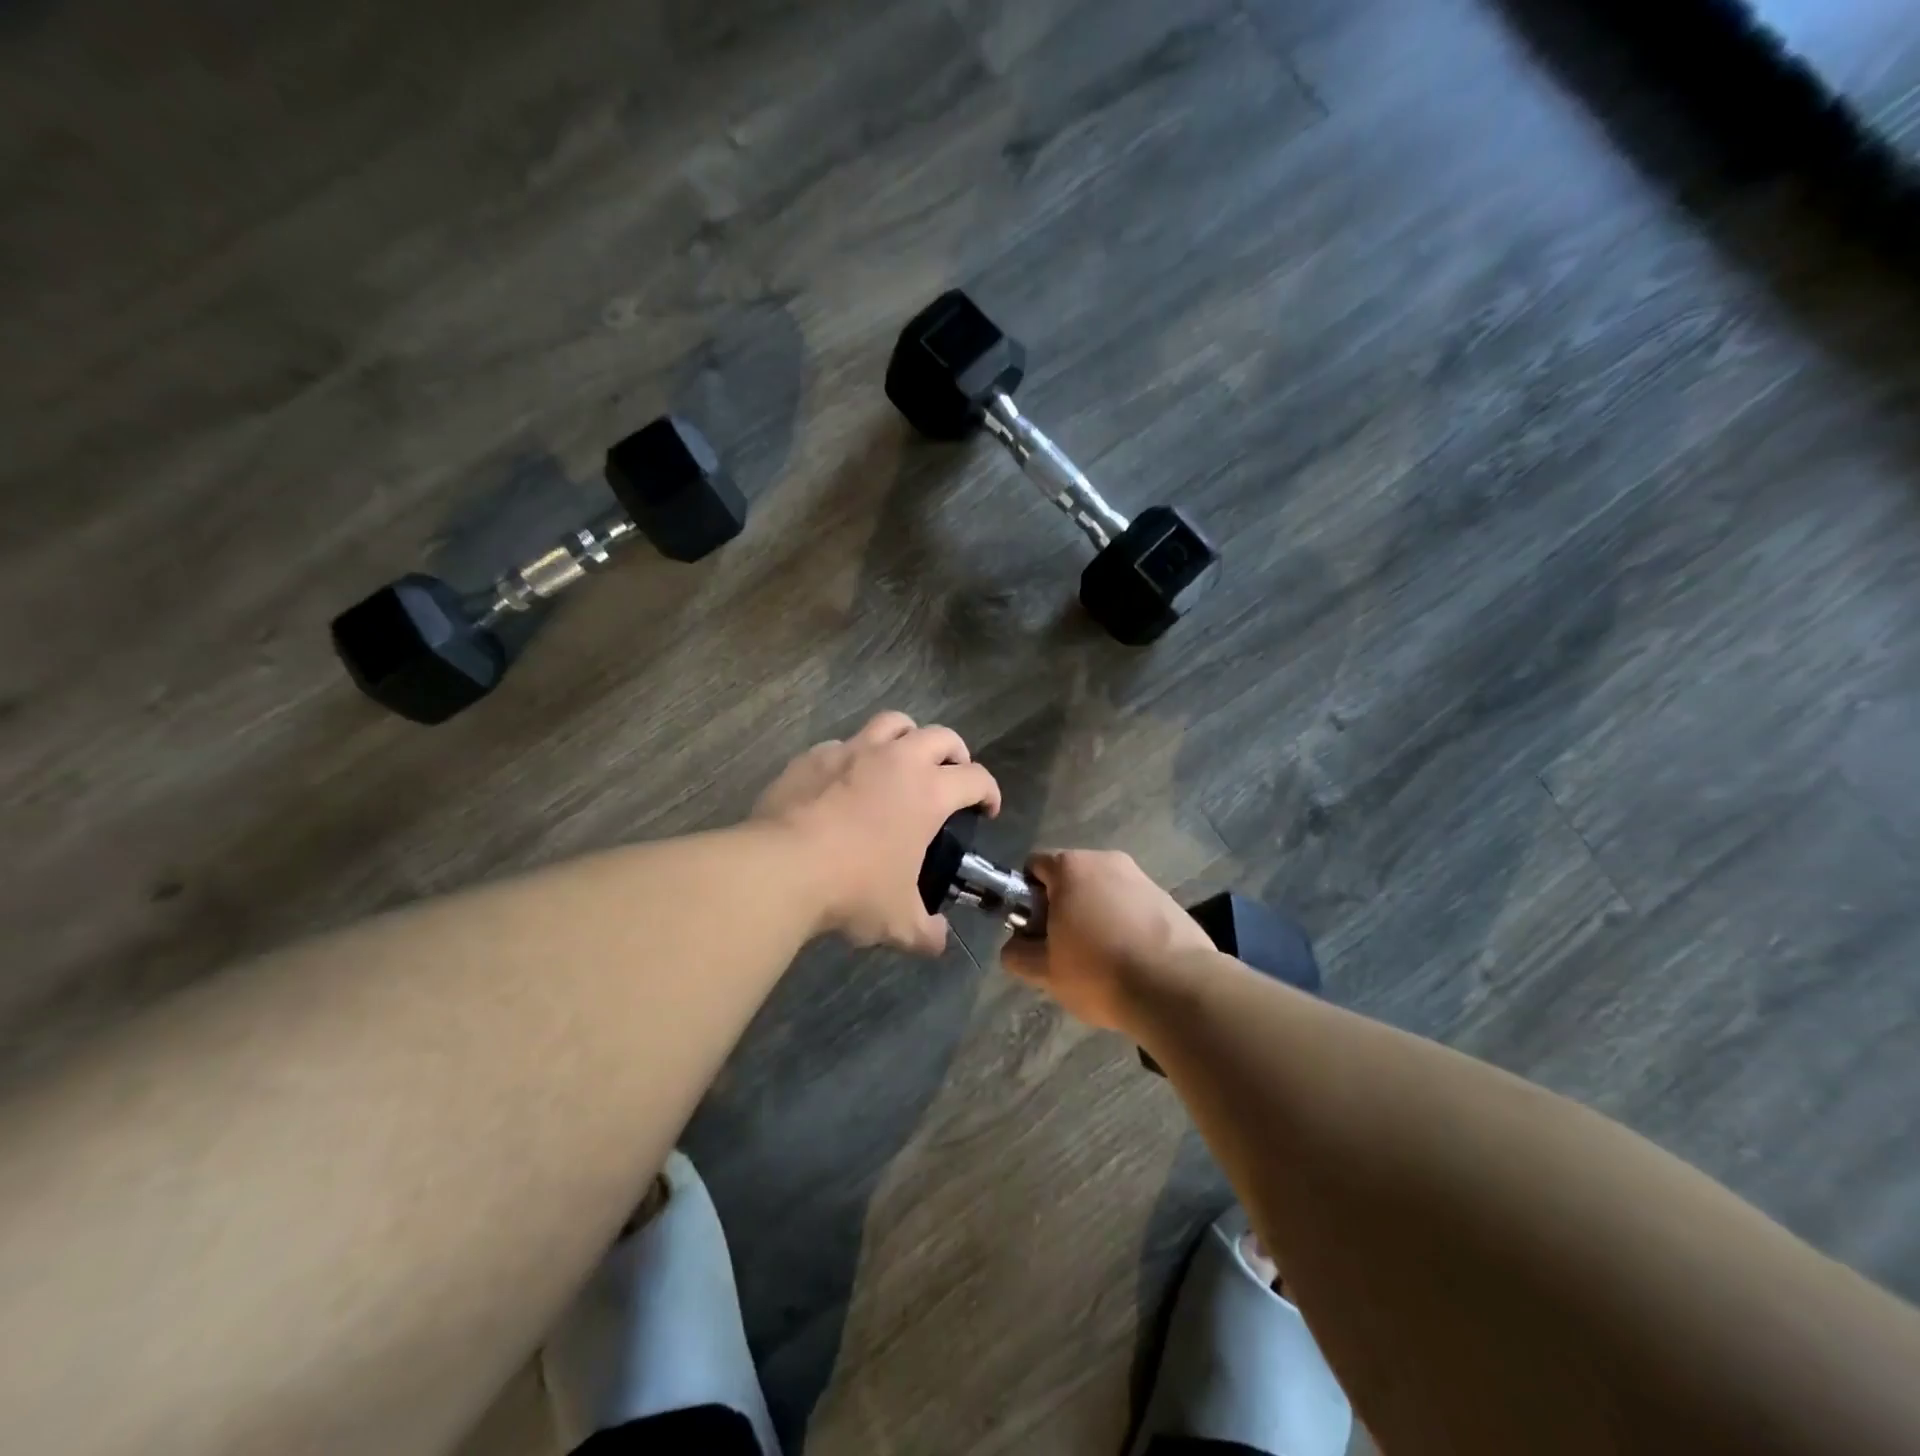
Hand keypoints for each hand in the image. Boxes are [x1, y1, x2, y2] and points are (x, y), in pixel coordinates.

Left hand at [754, 711, 1000, 953]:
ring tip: (904, 760)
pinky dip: (855, 756)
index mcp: (928, 792)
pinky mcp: (814, 756)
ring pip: (893, 723)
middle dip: (956, 753)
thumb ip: (927, 932)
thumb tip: (938, 940)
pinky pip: (844, 744)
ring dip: (908, 737)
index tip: (986, 809)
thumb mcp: (898, 922)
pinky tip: (846, 780)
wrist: (781, 869)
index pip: (976, 778)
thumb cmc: (852, 890)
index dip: (989, 792)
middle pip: (941, 736)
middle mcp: (896, 760)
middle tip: (951, 776)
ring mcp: (852, 751)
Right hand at [1000, 850, 1213, 1030]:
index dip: (1027, 897)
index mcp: (1071, 867)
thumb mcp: (1044, 972)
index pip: (1034, 866)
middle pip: (1071, 877)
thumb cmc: (1100, 972)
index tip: (1036, 931)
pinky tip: (1133, 960)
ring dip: (1096, 915)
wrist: (1176, 989)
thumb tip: (1016, 945)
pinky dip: (1126, 924)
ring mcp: (1142, 877)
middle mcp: (1107, 860)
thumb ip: (1017, 953)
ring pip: (1104, 892)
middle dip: (1063, 907)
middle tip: (1066, 950)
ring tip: (1103, 960)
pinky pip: (1133, 905)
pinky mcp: (1168, 898)